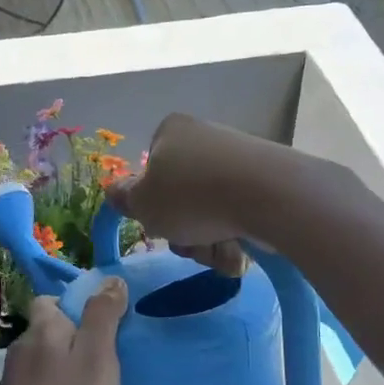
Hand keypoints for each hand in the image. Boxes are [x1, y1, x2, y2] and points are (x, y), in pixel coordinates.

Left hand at [0, 279, 127, 384]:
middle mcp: (23, 347)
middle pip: (50, 329)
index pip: (51, 299)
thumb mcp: (97, 358)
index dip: (76, 305)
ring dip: (68, 367)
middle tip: (109, 358)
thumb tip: (111, 279)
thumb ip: (103, 316)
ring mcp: (14, 380)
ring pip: (47, 360)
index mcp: (43, 328)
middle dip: (76, 337)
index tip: (105, 323)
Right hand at [104, 114, 278, 272]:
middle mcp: (205, 139)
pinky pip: (239, 217)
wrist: (269, 196)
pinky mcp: (267, 183)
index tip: (159, 222)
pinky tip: (240, 252)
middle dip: (183, 231)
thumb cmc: (192, 196)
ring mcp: (239, 160)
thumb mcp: (143, 203)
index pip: (151, 170)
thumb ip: (124, 199)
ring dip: (207, 242)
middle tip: (189, 244)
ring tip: (218, 250)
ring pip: (210, 213)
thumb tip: (115, 192)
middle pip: (181, 198)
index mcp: (172, 132)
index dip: (152, 203)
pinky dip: (235, 239)